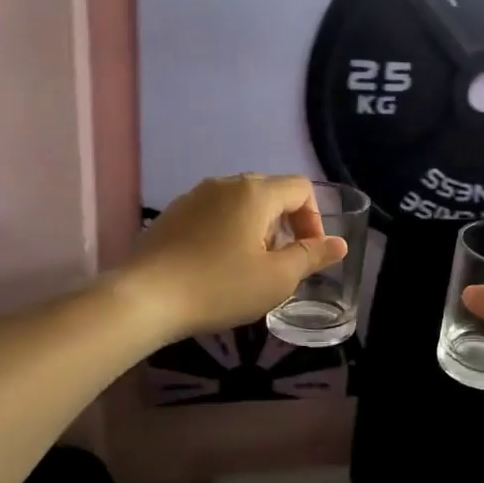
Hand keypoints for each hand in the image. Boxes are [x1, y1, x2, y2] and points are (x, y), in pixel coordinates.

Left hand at [122, 175, 347, 339]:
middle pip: (270, 193)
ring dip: (256, 231)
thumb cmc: (220, 287)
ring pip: (240, 205)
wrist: (144, 298)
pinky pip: (214, 215)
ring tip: (248, 269)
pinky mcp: (173, 215)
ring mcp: (194, 197)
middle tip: (280, 265)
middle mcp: (225, 184)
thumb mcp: (276, 279)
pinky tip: (216, 267)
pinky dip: (227, 233)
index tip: (307, 254)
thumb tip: (339, 243)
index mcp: (255, 192)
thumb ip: (312, 257)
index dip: (314, 219)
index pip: (301, 188)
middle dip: (285, 226)